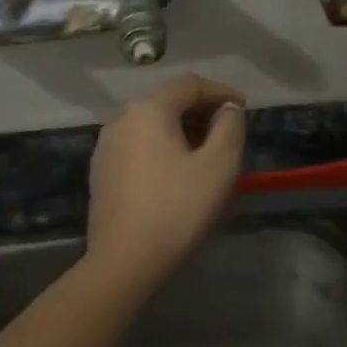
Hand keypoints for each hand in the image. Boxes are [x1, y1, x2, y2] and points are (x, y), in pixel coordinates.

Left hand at [86, 73, 245, 281]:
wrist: (124, 262)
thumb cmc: (178, 209)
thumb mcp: (219, 165)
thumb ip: (229, 127)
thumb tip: (227, 109)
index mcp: (149, 109)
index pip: (190, 84)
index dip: (221, 92)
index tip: (244, 108)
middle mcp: (122, 119)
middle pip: (168, 101)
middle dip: (201, 111)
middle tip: (228, 131)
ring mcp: (106, 146)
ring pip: (152, 124)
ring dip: (182, 130)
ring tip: (207, 152)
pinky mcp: (101, 172)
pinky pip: (139, 145)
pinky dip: (163, 147)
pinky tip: (178, 172)